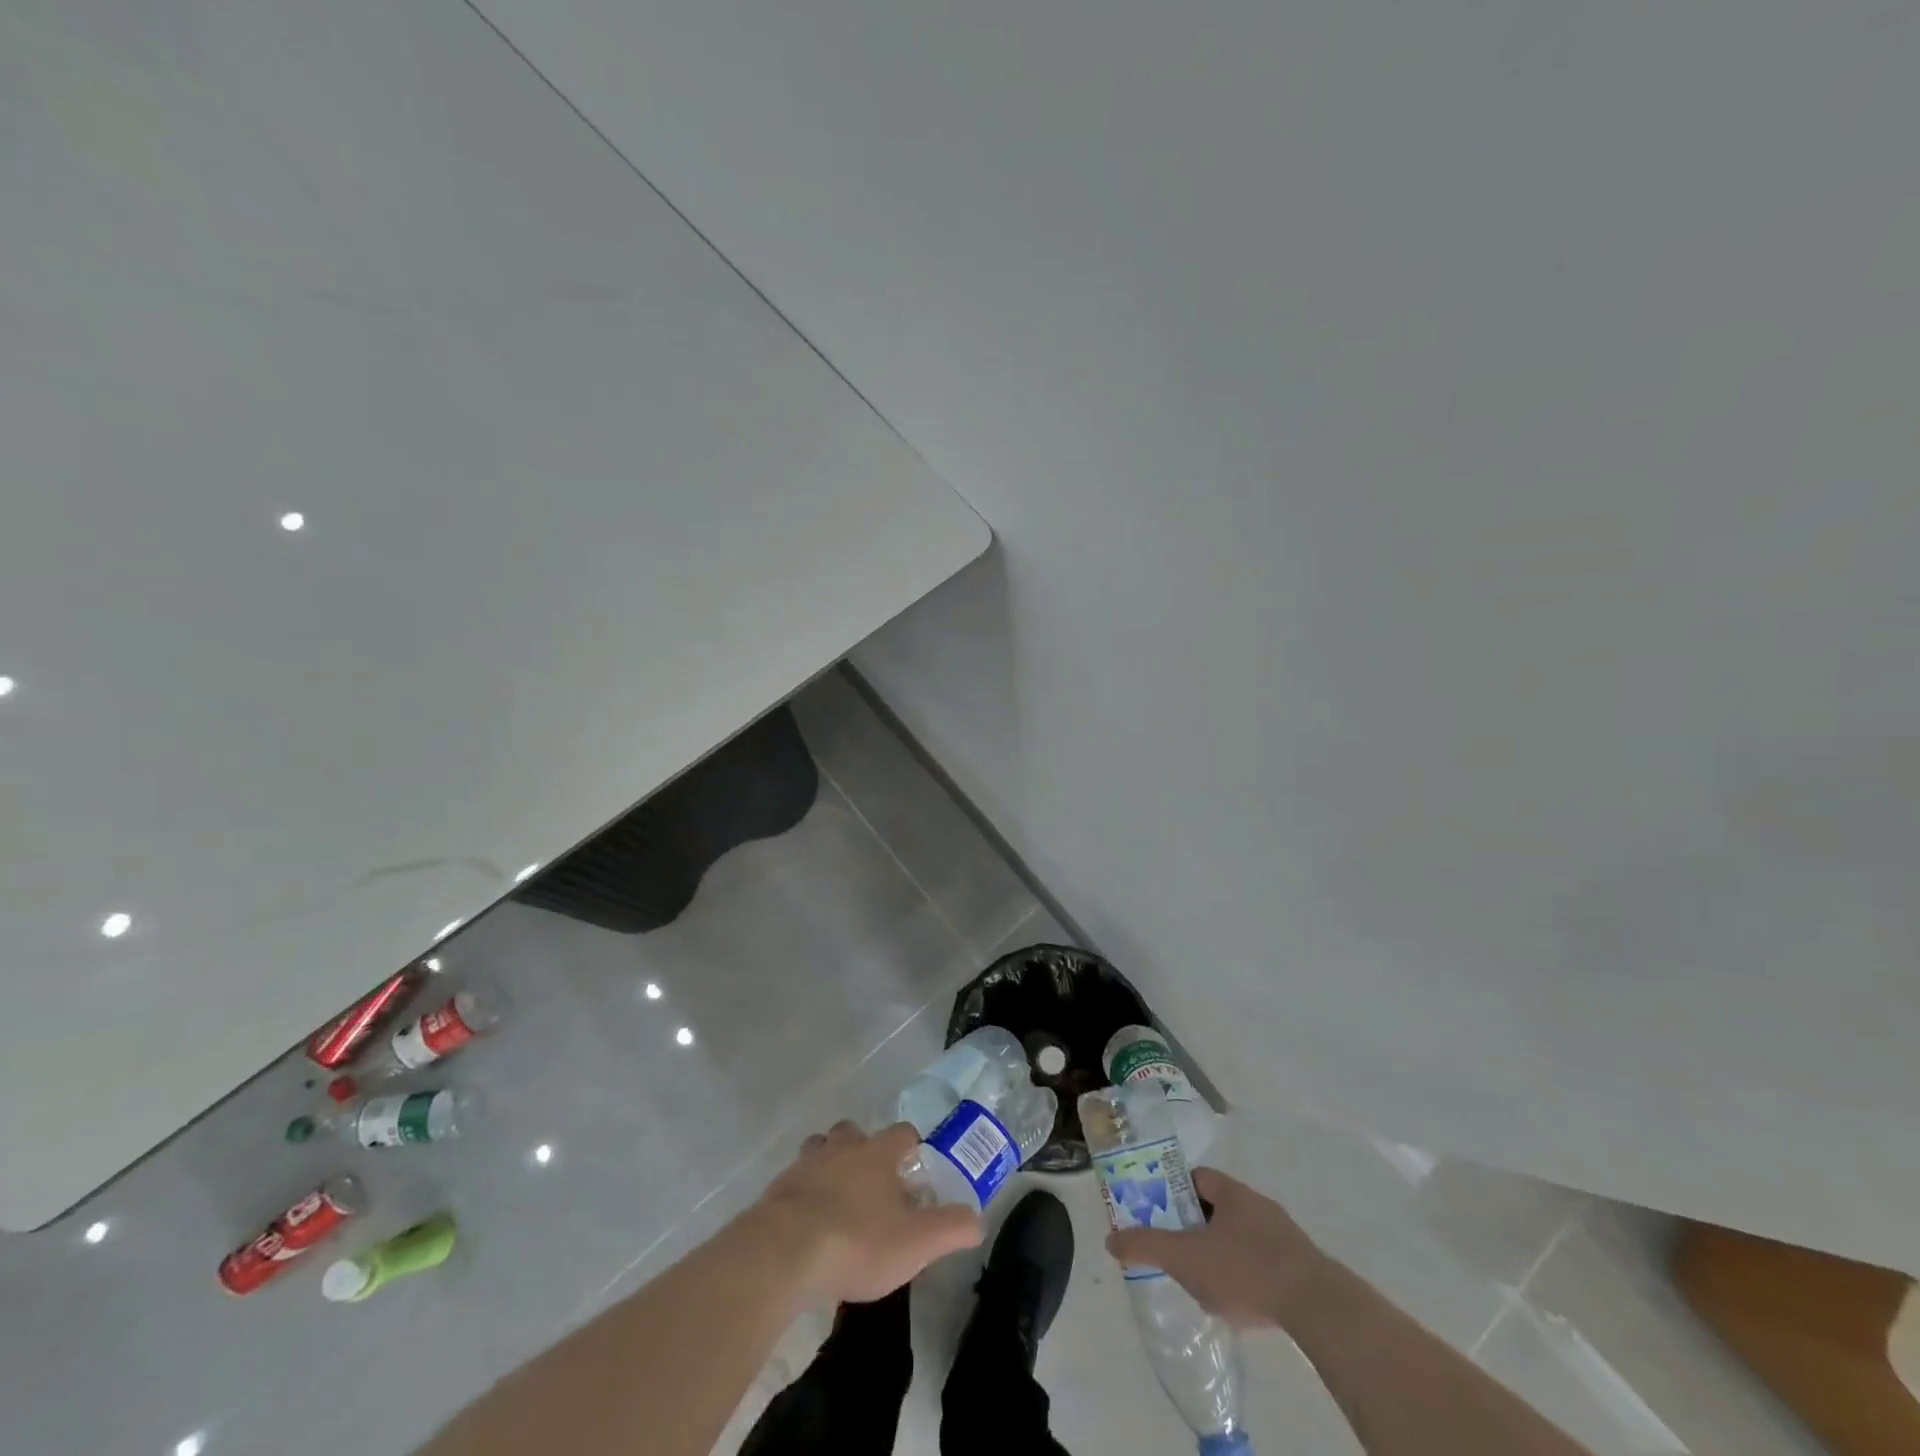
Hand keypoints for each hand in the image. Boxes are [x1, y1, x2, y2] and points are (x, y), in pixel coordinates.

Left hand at [757, 1121, 982, 1304]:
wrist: (784, 1251)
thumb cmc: (857, 1241)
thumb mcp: (916, 1242)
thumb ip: (951, 1228)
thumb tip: (978, 1220)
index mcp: (878, 1153)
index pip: (902, 1133)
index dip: (911, 1148)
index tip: (914, 1171)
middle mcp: (842, 1147)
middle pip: (855, 1132)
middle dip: (864, 1149)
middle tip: (872, 1184)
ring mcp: (806, 1164)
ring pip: (820, 1149)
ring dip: (829, 1164)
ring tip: (837, 1198)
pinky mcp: (777, 1188)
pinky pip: (795, 1181)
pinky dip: (803, 1193)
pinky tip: (807, 1223)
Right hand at [1106, 1167, 1327, 1329]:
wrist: (1318, 1307)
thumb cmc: (1245, 1269)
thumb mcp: (1185, 1258)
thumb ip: (1146, 1246)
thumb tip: (1110, 1239)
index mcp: (1230, 1191)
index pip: (1194, 1176)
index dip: (1172, 1189)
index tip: (1158, 1212)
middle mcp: (1257, 1203)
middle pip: (1216, 1207)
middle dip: (1195, 1227)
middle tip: (1177, 1251)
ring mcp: (1283, 1234)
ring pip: (1239, 1236)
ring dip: (1221, 1253)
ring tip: (1206, 1283)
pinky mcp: (1301, 1265)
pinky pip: (1262, 1261)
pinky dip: (1246, 1274)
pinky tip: (1240, 1302)